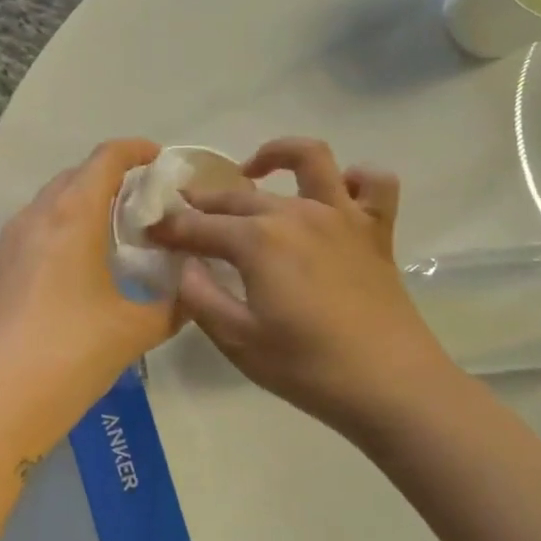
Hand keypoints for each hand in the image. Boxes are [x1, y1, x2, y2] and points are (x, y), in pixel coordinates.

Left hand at [0, 139, 178, 457]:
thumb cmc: (72, 354)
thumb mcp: (135, 331)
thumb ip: (173, 307)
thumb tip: (195, 296)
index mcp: (73, 215)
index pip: (106, 158)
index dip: (136, 150)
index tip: (160, 158)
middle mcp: (37, 216)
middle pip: (76, 176)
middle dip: (112, 178)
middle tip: (146, 204)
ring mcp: (9, 242)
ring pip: (52, 203)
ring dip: (84, 205)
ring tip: (116, 234)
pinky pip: (35, 231)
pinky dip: (63, 231)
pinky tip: (80, 268)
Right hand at [147, 138, 452, 436]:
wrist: (390, 385)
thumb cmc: (307, 368)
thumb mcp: (238, 341)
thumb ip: (201, 298)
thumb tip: (186, 266)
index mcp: (258, 241)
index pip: (199, 226)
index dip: (170, 229)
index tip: (150, 234)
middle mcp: (297, 214)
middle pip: (240, 196)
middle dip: (205, 200)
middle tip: (184, 213)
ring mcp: (342, 215)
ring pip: (310, 159)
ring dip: (277, 154)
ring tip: (255, 170)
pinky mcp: (376, 230)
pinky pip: (373, 184)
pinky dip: (354, 179)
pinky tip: (336, 194)